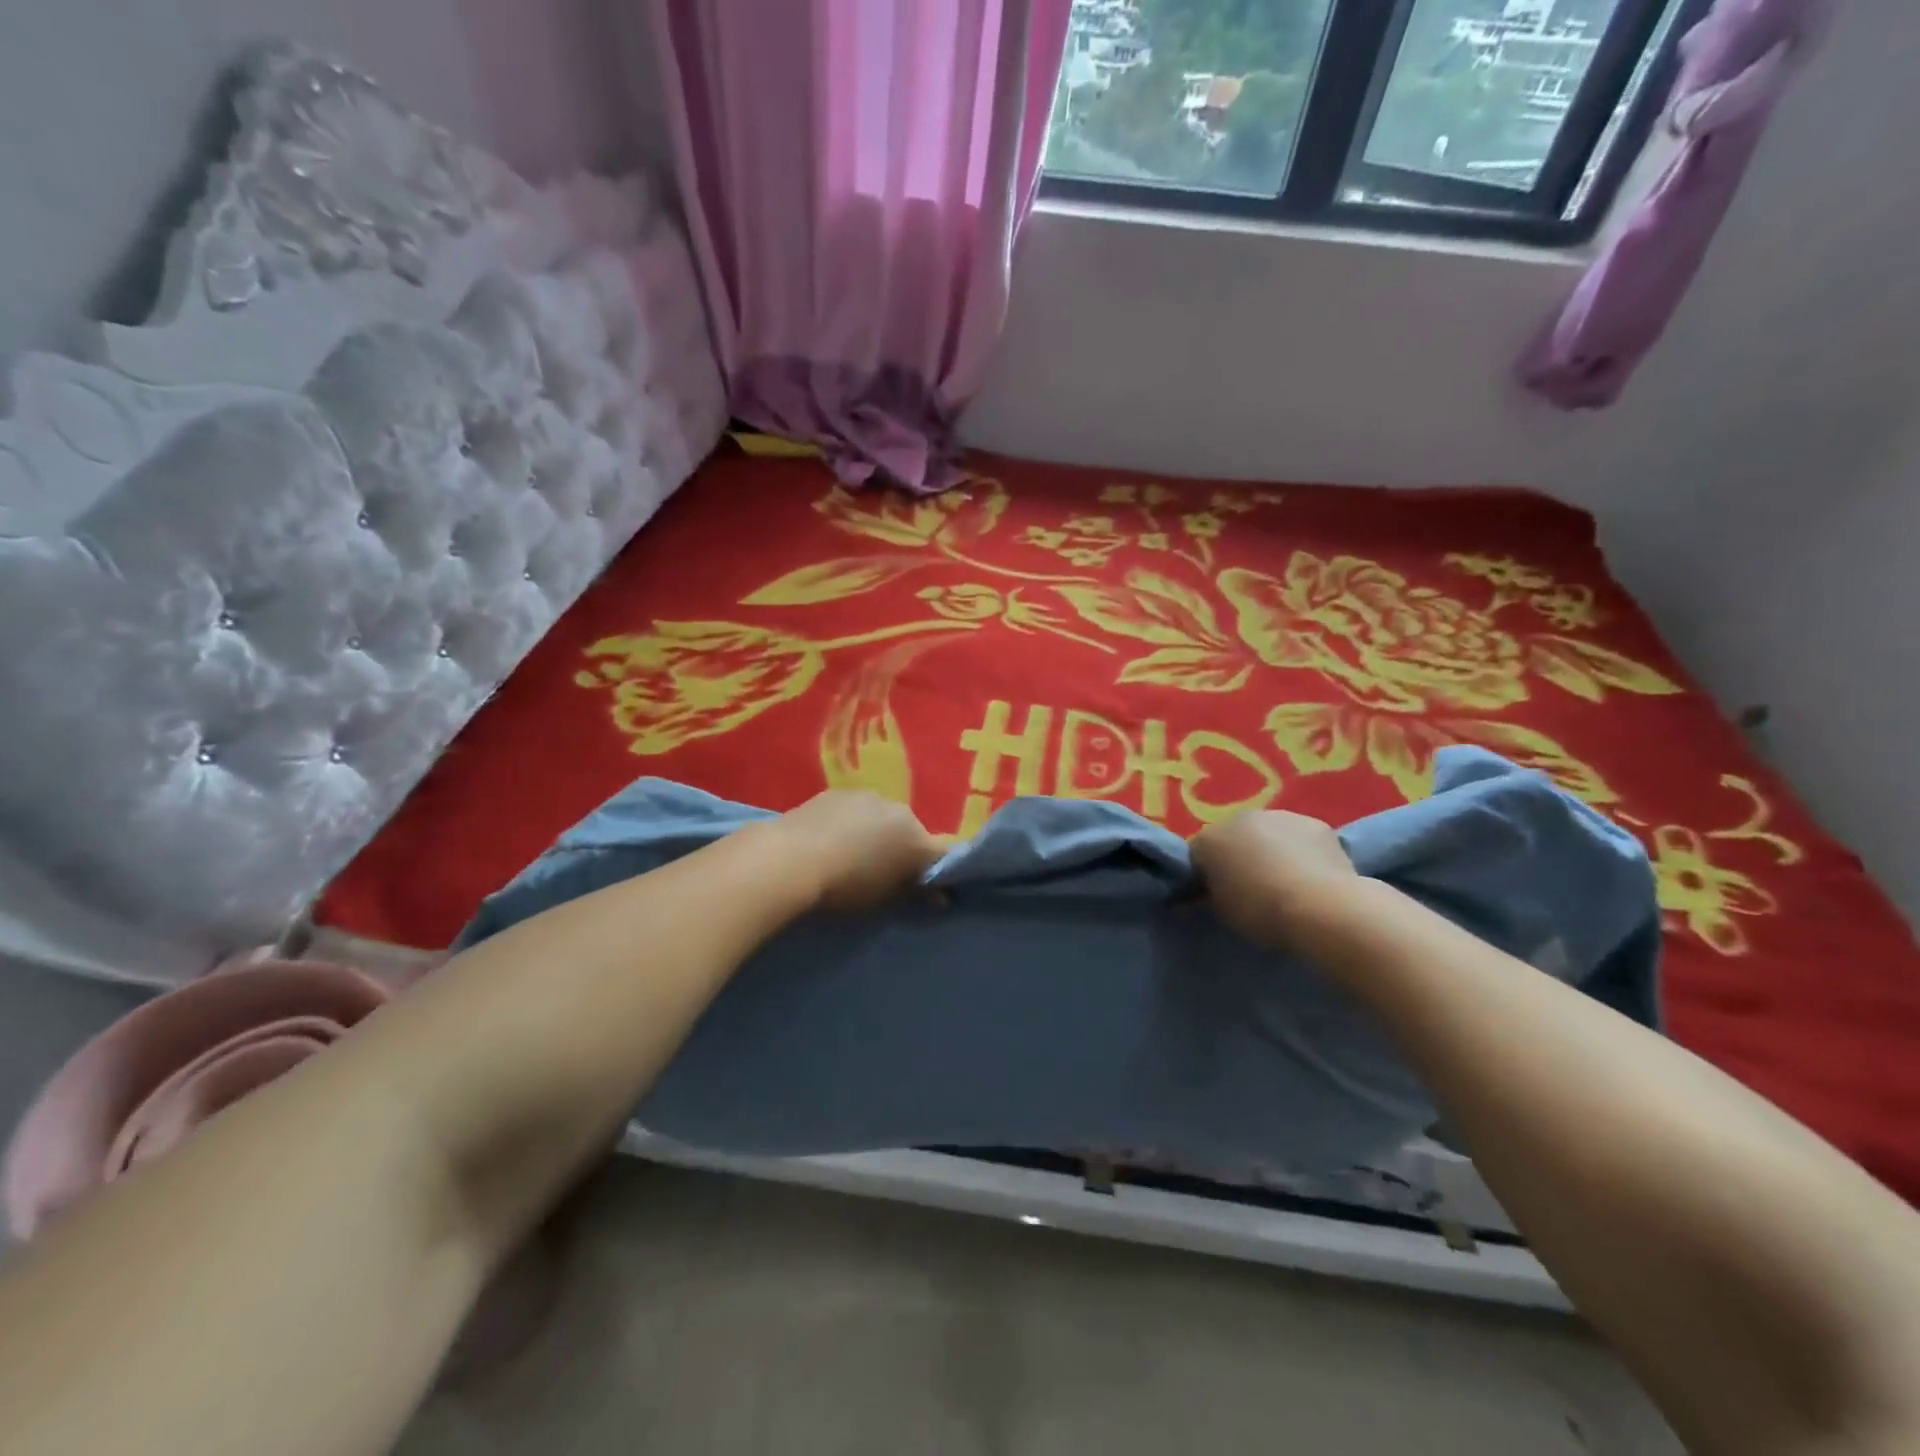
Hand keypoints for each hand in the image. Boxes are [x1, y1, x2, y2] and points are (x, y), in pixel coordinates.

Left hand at [773, 790, 943, 911]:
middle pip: (911, 833)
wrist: (791, 859)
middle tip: (885, 874)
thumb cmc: (845, 887)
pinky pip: (854, 811)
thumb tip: (938, 894)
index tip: (928, 892)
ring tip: (852, 857)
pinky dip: (851, 824)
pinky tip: (831, 841)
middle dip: (903, 850)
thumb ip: (914, 892)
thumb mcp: (885, 899)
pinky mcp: (838, 792)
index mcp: (918, 839)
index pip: (941, 856)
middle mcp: (900, 811)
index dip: (937, 874)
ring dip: (876, 834)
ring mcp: (868, 797)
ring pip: (882, 818)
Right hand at [1190, 810, 1360, 948]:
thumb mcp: (1222, 910)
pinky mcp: (1315, 823)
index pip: (1198, 854)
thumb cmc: (1261, 911)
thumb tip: (1208, 890)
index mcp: (1209, 839)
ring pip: (1268, 833)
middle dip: (1239, 856)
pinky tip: (1312, 876)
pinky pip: (1299, 838)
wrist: (1320, 907)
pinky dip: (1301, 851)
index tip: (1216, 895)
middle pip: (1234, 837)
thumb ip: (1212, 892)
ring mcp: (1279, 816)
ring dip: (1271, 850)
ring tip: (1286, 882)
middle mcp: (1240, 818)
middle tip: (1252, 887)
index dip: (1206, 875)